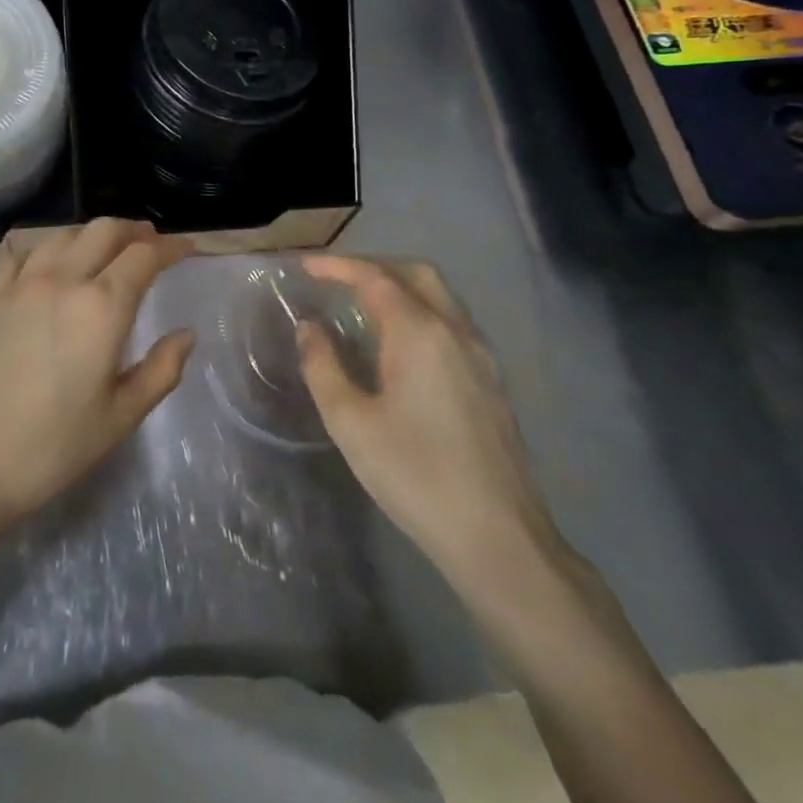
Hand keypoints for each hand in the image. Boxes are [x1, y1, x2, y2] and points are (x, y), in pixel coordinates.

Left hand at [0, 219, 194, 535]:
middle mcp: (61, 281)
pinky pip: (17, 254)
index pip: (143, 256)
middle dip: (133, 230)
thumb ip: (161, 370)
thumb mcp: (120, 418)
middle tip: (150, 242)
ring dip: (90, 234)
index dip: (170, 247)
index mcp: (101, 308)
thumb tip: (186, 334)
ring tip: (104, 249)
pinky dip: (42, 246)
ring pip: (61, 235)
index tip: (186, 248)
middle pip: (102, 231)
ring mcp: (18, 286)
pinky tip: (45, 260)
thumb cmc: (51, 447)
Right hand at [298, 255, 558, 583]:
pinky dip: (419, 310)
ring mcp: (480, 356)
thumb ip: (323, 366)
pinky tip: (398, 342)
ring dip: (399, 285)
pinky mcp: (491, 381)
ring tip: (361, 302)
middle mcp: (456, 331)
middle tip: (334, 277)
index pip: (375, 278)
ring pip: (440, 296)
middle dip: (373, 265)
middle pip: (416, 273)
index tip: (304, 266)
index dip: (337, 266)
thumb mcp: (350, 422)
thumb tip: (309, 328)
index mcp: (420, 334)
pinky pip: (451, 322)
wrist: (497, 536)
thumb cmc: (415, 475)